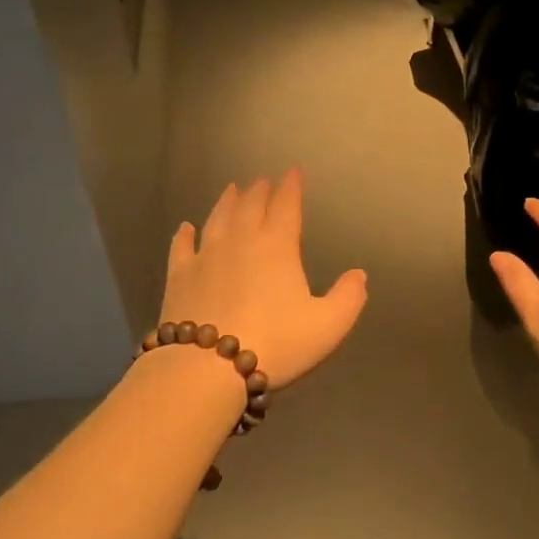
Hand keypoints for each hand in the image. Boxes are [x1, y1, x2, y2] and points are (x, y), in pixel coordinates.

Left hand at [161, 170, 366, 388]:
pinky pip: (182, 247)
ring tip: (232, 190)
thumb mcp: (328, 326)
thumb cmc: (276, 343)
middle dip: (259, 191)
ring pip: (217, 219)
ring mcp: (206, 256)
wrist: (208, 367)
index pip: (286, 207)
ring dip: (226, 202)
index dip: (291, 188)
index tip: (293, 172)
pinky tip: (185, 228)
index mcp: (277, 247)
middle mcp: (240, 241)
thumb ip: (348, 298)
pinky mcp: (179, 276)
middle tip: (262, 180)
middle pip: (250, 206)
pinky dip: (184, 235)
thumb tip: (359, 274)